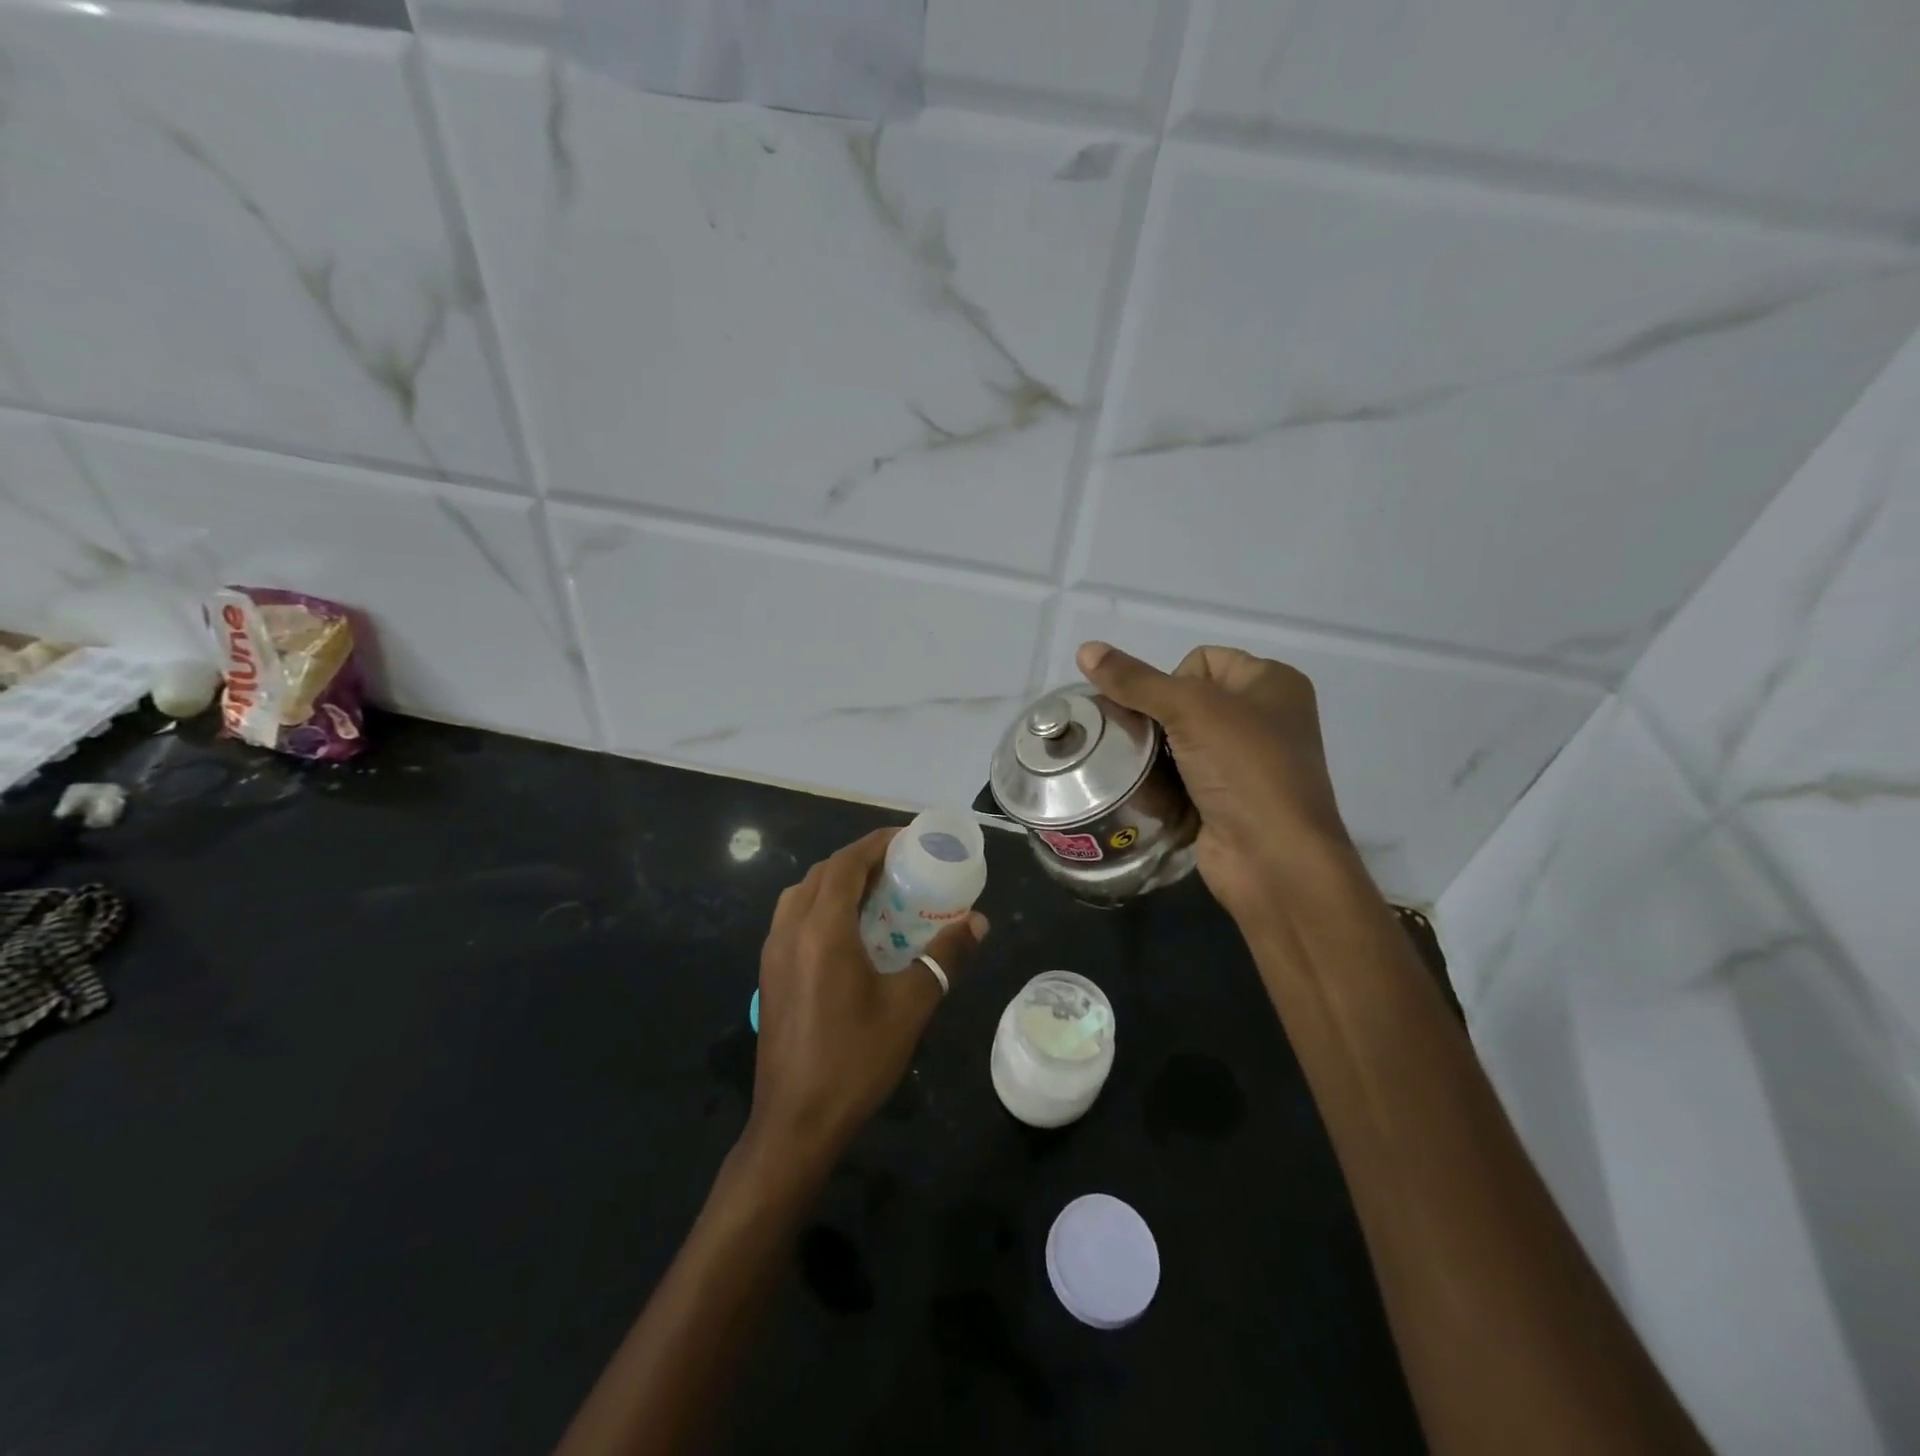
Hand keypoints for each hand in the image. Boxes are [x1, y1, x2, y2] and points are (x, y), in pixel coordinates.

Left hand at [747, 829, 987, 1175]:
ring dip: (837, 881)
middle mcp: (790, 930)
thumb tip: (978, 922)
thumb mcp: (910, 1006)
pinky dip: (821, 906)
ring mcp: (773, 952)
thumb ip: (945, 957)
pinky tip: (849, 932)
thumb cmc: (855, 1060)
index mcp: (822, 929)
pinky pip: (793, 918)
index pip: (846, 864)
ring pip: (803, 894)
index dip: (876, 843)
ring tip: (876, 893)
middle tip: (899, 866)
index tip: (908, 839)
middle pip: (823, 873)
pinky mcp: (769, 974)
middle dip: (860, 860)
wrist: (795, 1124)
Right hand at [1077, 641, 1354, 928]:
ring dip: (1152, 759)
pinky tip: (1154, 800)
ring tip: (1137, 773)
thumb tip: (1085, 649)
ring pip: (1176, 745)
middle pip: (1183, 704)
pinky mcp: (1225, 801)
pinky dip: (1163, 788)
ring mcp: (1244, 764)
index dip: (1172, 681)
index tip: (1167, 713)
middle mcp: (1262, 719)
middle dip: (1154, 724)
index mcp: (1271, 683)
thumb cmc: (1244, 769)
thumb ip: (1135, 681)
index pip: (1201, 660)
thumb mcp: (1191, 710)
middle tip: (1138, 744)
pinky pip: (1181, 780)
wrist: (1274, 859)